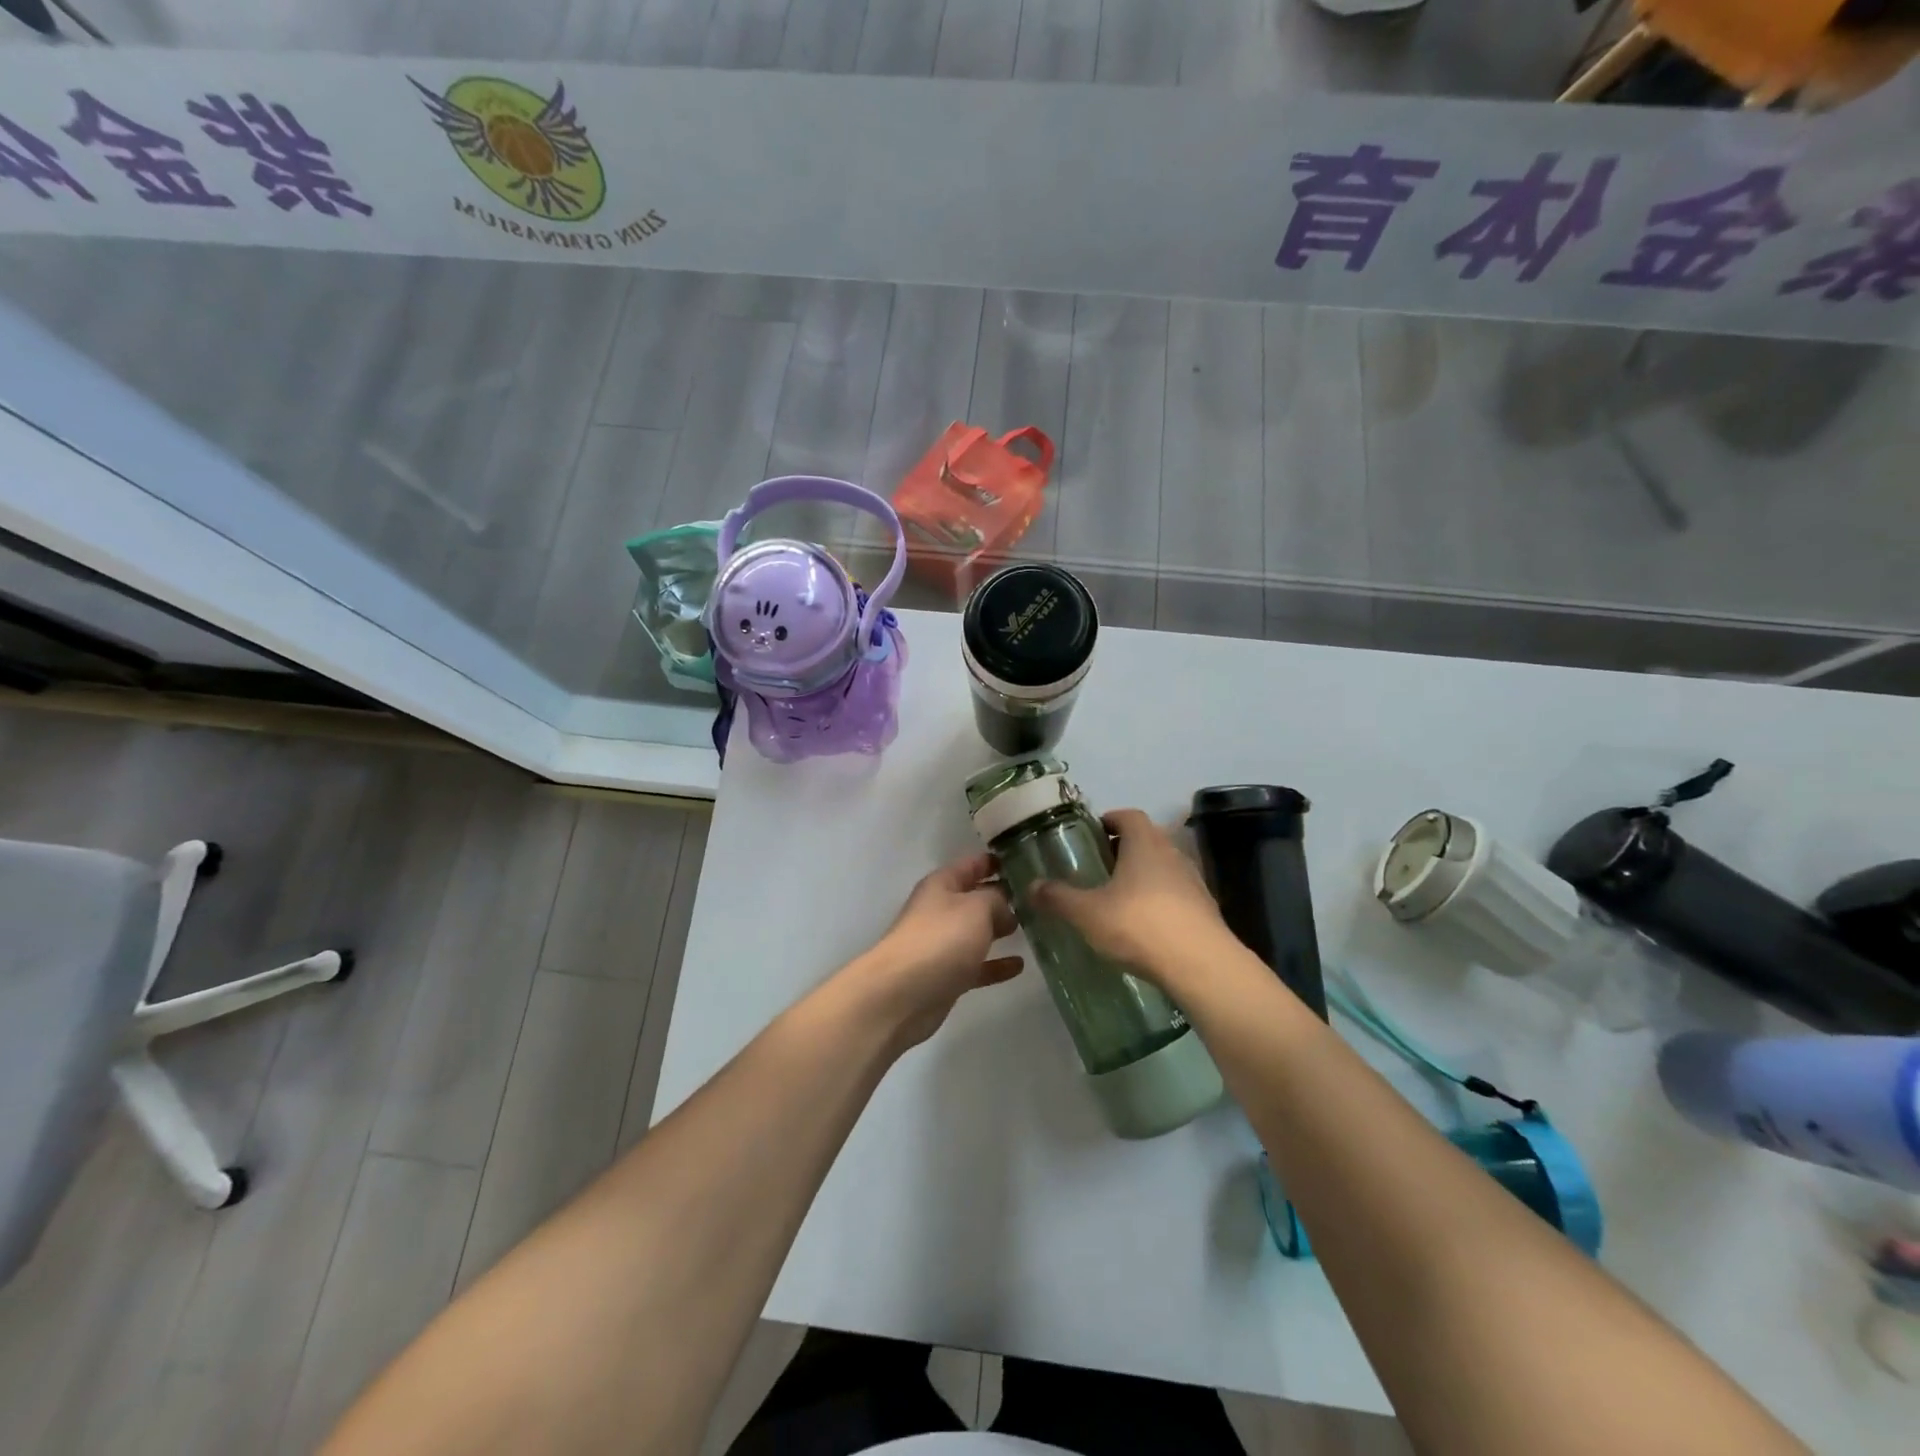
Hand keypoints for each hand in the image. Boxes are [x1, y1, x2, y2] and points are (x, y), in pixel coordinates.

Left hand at [845, 852, 1023, 1050]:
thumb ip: (996, 900)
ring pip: (976, 931)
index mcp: (941, 885)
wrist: (902, 995)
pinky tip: (1019, 965)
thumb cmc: (941, 939)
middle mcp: (940, 910)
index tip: (1025, 860)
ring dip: (999, 929)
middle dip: (1002, 896)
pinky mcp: (946, 976)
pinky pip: (977, 965)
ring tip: (1032, 927)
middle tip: (1036, 897)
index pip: (972, 864)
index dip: (996, 860)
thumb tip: (1005, 907)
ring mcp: (941, 945)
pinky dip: (996, 965)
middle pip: (975, 898)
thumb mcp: (976, 908)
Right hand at [1030, 809, 1232, 989]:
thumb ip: (1058, 898)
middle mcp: (1172, 854)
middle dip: (1123, 849)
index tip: (1091, 834)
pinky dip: (1158, 900)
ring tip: (1117, 898)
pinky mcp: (1205, 909)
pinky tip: (1143, 925)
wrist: (1202, 966)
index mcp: (1145, 843)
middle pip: (1147, 839)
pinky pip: (1176, 894)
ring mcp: (1193, 882)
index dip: (1110, 820)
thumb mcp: (1088, 913)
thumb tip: (1031, 886)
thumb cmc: (1140, 925)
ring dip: (1142, 875)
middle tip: (1097, 867)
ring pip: (1162, 867)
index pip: (1129, 815)